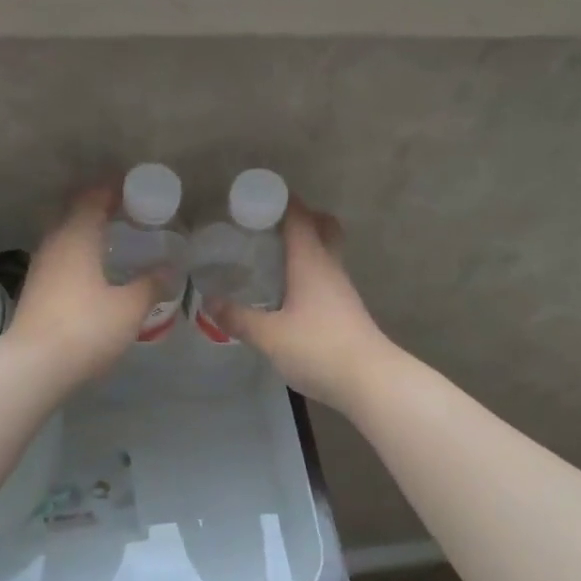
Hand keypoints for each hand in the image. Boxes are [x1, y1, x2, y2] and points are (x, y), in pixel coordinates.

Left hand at [5, 187, 166, 389]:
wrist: (34, 366)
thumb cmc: (86, 328)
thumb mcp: (129, 308)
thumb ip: (151, 284)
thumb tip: (170, 268)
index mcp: (76, 236)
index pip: (93, 197)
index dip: (114, 189)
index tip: (136, 189)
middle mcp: (54, 243)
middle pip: (75, 212)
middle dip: (100, 207)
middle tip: (129, 212)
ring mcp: (41, 267)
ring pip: (65, 235)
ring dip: (88, 231)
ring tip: (116, 239)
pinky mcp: (36, 289)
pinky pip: (61, 257)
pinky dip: (80, 253)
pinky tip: (96, 271)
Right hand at [210, 200, 395, 414]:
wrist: (370, 381)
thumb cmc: (318, 348)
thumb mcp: (269, 336)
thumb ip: (238, 318)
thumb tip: (209, 301)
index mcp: (310, 261)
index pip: (299, 217)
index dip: (281, 201)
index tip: (255, 198)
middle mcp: (329, 267)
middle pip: (322, 227)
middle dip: (299, 219)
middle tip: (267, 226)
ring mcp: (341, 289)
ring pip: (324, 253)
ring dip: (302, 247)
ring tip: (269, 257)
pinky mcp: (345, 310)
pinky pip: (324, 277)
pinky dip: (306, 272)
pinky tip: (286, 292)